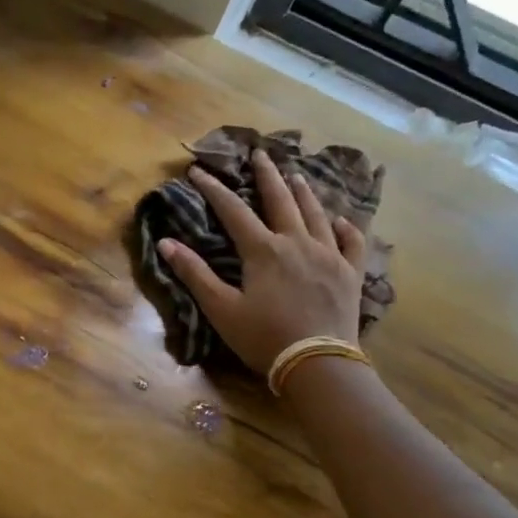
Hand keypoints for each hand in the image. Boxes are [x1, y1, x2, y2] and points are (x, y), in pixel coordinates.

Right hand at [156, 148, 366, 372]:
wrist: (318, 363)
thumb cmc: (264, 338)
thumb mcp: (221, 309)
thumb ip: (195, 274)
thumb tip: (167, 243)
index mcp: (263, 250)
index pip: (233, 210)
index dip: (213, 189)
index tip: (197, 171)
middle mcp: (297, 242)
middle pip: (280, 199)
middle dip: (267, 175)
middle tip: (260, 153)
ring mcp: (328, 255)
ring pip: (315, 213)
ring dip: (303, 192)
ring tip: (295, 176)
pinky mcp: (350, 273)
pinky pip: (351, 241)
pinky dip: (344, 227)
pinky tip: (339, 220)